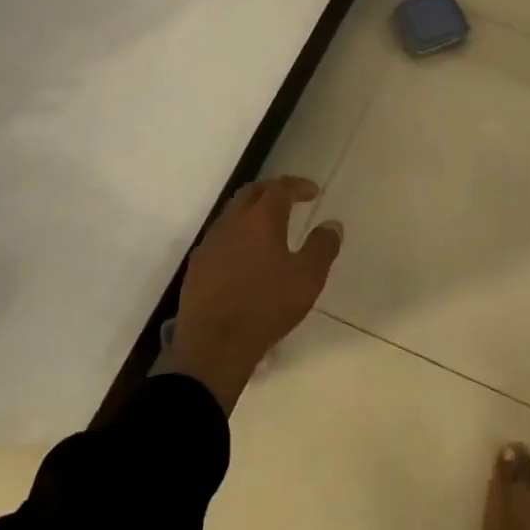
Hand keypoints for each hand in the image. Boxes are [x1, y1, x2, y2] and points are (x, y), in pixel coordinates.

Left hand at [158, 176, 342, 410]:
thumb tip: (332, 224)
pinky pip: (220, 237)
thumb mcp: (308, 278)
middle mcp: (232, 222)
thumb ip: (323, 246)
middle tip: (290, 199)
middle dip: (272, 190)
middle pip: (251, 193)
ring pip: (232, 214)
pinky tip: (245, 256)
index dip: (298, 185)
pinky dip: (237, 235)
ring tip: (269, 227)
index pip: (280, 188)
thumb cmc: (267, 306)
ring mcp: (210, 243)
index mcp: (261, 219)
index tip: (312, 191)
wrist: (214, 344)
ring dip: (252, 212)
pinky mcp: (197, 266)